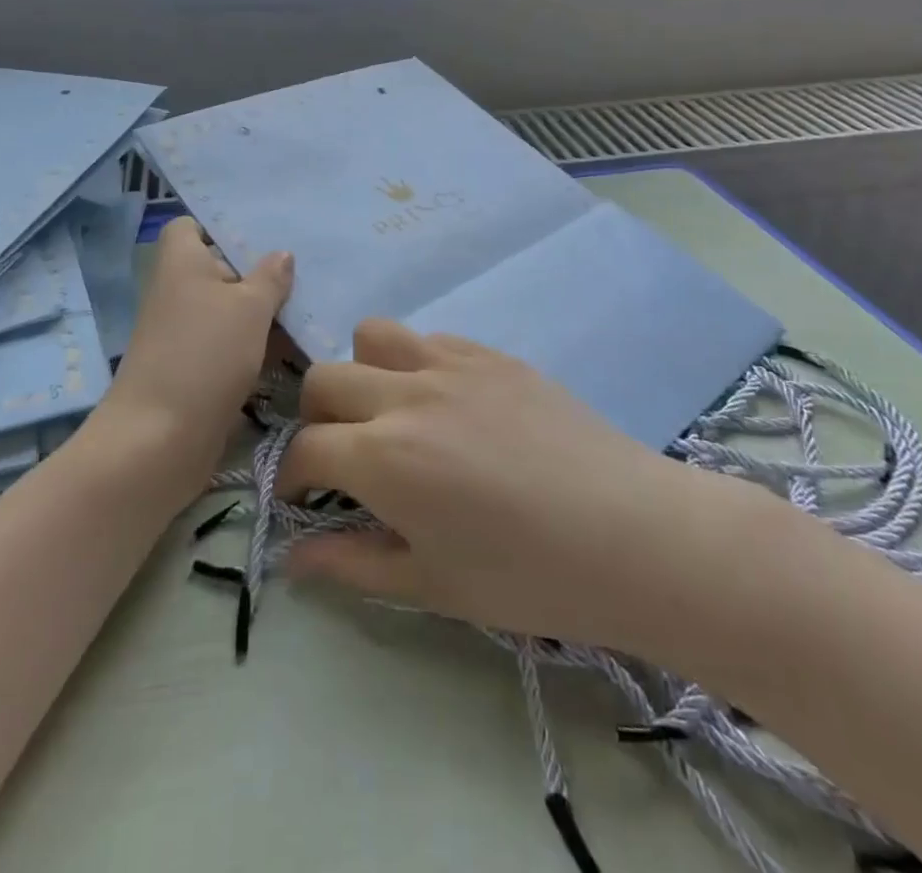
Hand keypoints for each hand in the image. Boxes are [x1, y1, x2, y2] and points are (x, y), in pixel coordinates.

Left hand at [96, 217, 292, 484]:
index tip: (261, 237)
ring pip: (227, 310)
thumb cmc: (205, 354)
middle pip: (217, 269)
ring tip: (308, 310)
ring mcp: (183, 334)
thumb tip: (281, 254)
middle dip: (256, 272)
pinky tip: (293, 349)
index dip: (219, 227)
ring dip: (261, 313)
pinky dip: (254, 346)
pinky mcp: (193, 369)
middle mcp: (177, 292)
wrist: (160, 439)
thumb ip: (270, 278)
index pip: (189, 227)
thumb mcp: (249, 308)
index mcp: (180, 263)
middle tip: (304, 272)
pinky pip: (228, 344)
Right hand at [278, 319, 790, 665]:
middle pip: (323, 378)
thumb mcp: (430, 585)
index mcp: (382, 457)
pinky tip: (447, 403)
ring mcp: (450, 364)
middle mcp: (404, 395)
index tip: (300, 496)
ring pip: (373, 335)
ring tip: (389, 411)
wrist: (631, 534)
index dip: (290, 476)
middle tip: (343, 454)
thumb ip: (350, 564)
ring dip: (363, 371)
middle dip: (316, 418)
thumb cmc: (527, 577)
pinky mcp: (491, 353)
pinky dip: (417, 363)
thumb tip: (291, 558)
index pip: (304, 449)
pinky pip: (430, 337)